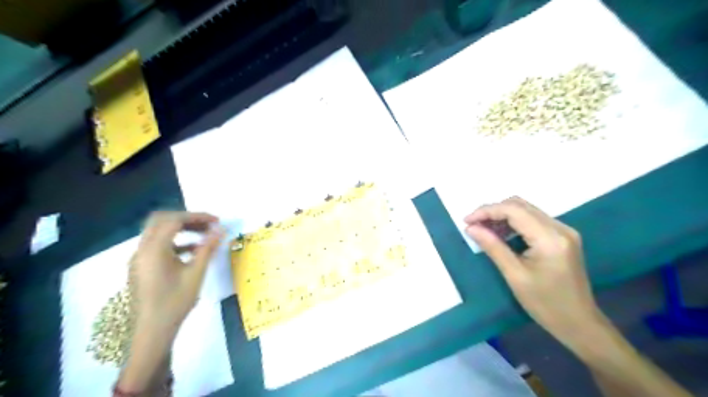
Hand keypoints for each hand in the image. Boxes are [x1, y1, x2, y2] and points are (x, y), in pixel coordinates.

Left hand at [117, 213, 223, 392]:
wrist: (152, 333)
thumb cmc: (175, 302)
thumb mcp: (196, 273)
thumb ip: (207, 248)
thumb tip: (221, 229)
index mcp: (153, 250)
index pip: (174, 220)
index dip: (197, 216)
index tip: (217, 221)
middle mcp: (142, 250)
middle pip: (161, 221)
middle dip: (187, 219)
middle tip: (208, 224)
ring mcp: (140, 259)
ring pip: (159, 232)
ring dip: (182, 229)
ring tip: (205, 234)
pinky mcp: (142, 267)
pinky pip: (158, 246)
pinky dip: (176, 242)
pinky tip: (194, 251)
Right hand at [466, 197, 602, 344]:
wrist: (579, 323)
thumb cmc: (545, 304)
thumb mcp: (514, 275)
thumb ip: (493, 247)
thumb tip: (470, 228)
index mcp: (550, 238)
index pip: (514, 210)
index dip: (487, 211)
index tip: (466, 221)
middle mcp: (560, 227)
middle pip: (520, 205)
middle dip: (493, 211)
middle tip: (473, 225)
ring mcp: (563, 231)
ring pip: (526, 210)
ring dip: (502, 216)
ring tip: (483, 230)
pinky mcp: (562, 237)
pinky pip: (533, 220)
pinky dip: (514, 223)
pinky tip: (501, 235)